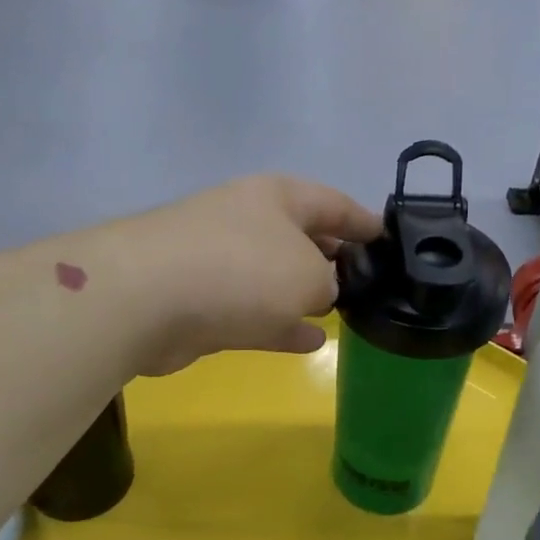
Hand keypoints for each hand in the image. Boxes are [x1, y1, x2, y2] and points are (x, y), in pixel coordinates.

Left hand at [105, 176, 381, 374]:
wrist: (148, 299)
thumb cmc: (243, 269)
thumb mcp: (310, 273)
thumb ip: (329, 281)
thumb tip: (317, 292)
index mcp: (278, 197)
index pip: (334, 202)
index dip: (366, 221)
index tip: (391, 241)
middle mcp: (250, 222)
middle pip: (304, 238)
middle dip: (335, 259)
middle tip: (370, 283)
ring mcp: (222, 262)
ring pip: (278, 278)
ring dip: (306, 294)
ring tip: (343, 312)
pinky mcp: (204, 303)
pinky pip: (256, 312)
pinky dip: (282, 324)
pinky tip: (311, 342)